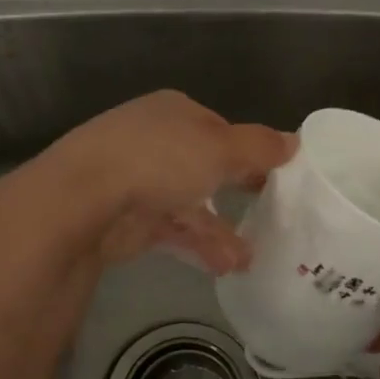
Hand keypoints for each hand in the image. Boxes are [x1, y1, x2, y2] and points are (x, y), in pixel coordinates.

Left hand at [37, 90, 294, 272]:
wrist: (84, 200)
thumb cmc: (160, 160)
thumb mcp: (222, 148)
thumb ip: (260, 148)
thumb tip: (295, 142)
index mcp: (174, 111)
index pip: (219, 129)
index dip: (248, 151)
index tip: (275, 177)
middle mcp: (154, 140)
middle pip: (203, 167)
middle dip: (235, 193)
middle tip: (267, 216)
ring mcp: (136, 180)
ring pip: (188, 204)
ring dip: (219, 230)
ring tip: (248, 259)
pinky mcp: (126, 219)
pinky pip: (171, 231)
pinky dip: (197, 246)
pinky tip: (225, 267)